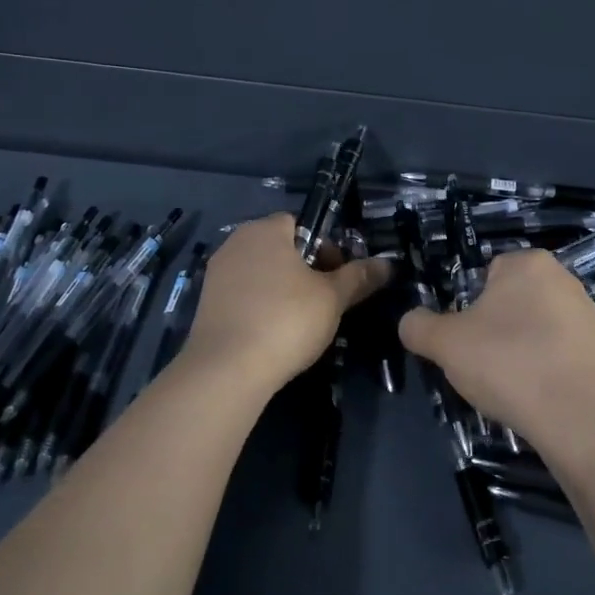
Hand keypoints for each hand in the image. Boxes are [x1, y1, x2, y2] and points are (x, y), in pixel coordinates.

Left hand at [179, 214, 390, 395]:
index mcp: (265, 230)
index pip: (300, 224)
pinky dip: (259, 307)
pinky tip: (272, 334)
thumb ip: (359, 277)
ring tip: (301, 321)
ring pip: (261, 273)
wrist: (226, 370)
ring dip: (282, 289)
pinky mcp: (206, 304)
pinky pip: (243, 296)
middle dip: (304, 269)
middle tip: (324, 300)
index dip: (324, 247)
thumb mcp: (332, 298)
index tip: (336, 276)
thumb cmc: (286, 320)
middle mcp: (236, 243)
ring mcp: (216, 273)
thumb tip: (388, 264)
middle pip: (280, 248)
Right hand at [397, 250, 594, 459]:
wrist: (576, 418)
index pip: (486, 275)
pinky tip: (539, 393)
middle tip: (486, 362)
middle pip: (513, 300)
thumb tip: (410, 321)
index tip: (468, 340)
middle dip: (498, 327)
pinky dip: (548, 367)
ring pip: (537, 326)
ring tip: (513, 382)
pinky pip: (561, 351)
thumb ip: (418, 326)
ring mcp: (589, 313)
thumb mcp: (444, 344)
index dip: (471, 308)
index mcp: (528, 263)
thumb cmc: (507, 364)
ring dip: (523, 347)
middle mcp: (564, 277)